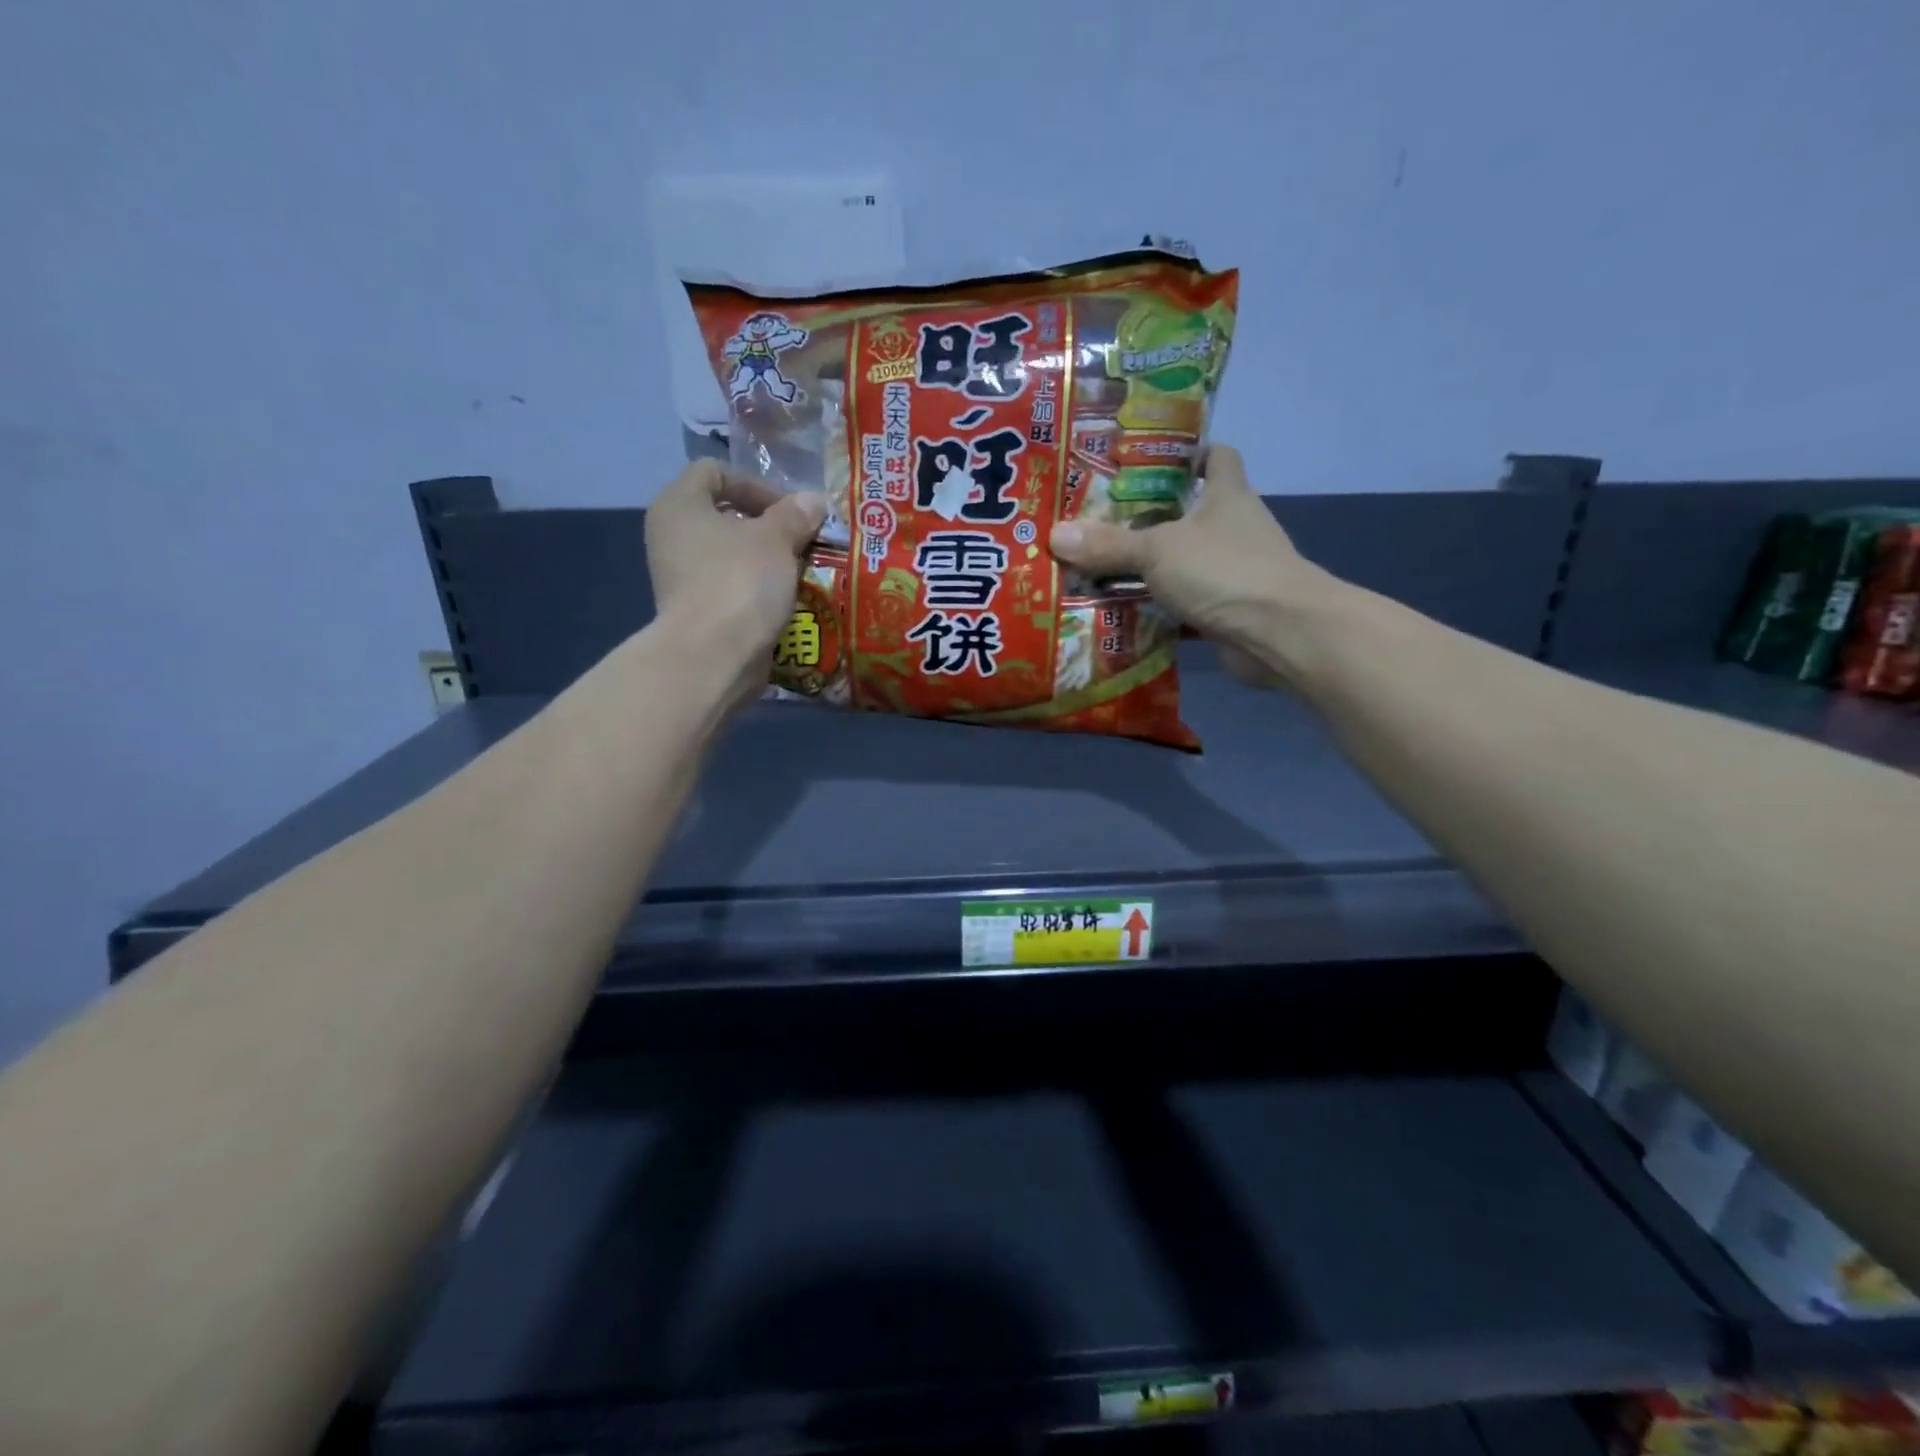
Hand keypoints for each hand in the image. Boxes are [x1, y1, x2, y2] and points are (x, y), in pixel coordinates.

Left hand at [645, 460, 824, 699]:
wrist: (713, 656)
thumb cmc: (740, 582)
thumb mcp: (777, 539)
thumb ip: (796, 515)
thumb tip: (814, 500)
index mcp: (679, 504)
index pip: (715, 471)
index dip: (756, 483)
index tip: (790, 510)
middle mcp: (671, 535)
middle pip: (725, 515)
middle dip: (768, 526)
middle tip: (803, 541)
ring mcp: (681, 576)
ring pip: (731, 554)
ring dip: (767, 560)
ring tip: (801, 571)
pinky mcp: (696, 610)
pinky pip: (732, 586)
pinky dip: (758, 589)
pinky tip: (786, 600)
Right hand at [1049, 444, 1325, 687]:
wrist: (1279, 633)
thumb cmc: (1224, 570)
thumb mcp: (1157, 551)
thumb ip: (1109, 545)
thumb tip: (1055, 535)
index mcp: (1227, 495)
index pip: (1217, 456)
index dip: (1190, 453)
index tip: (1150, 462)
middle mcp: (1235, 527)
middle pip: (1192, 513)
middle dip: (1152, 518)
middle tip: (1101, 522)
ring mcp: (1235, 571)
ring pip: (1186, 562)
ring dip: (1153, 568)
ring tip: (1101, 569)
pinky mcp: (1230, 610)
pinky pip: (1187, 603)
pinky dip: (1161, 610)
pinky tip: (1124, 615)